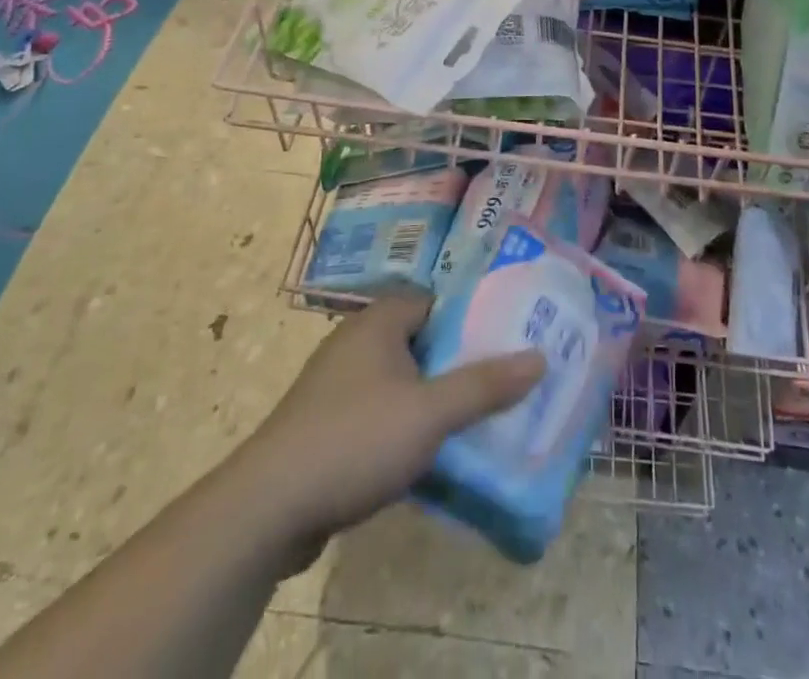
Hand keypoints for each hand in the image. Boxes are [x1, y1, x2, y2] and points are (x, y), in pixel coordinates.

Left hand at [235, 293, 543, 568]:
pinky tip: (430, 455)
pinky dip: (406, 426)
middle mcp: (357, 341)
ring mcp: (338, 384)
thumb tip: (540, 356)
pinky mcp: (327, 425)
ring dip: (433, 399)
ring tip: (478, 420)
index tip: (508, 337)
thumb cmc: (356, 439)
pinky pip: (380, 413)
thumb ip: (484, 385)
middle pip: (422, 341)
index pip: (436, 301)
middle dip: (459, 362)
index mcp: (379, 321)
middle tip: (503, 381)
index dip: (472, 316)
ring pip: (402, 381)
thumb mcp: (430, 412)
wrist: (269, 508)